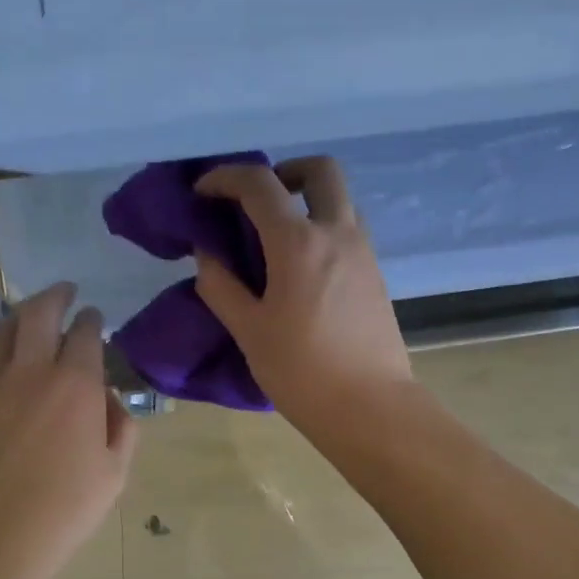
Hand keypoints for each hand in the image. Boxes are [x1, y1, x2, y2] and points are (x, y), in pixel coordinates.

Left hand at [0, 283, 137, 578]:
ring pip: (2, 332)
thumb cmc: (62, 512)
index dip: (91, 319)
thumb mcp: (113, 474)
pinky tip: (4, 377)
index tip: (94, 317)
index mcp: (74, 385)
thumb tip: (110, 400)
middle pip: (38, 312)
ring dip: (21, 319)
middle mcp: (29, 372)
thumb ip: (121, 427)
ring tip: (31, 321)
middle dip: (55, 296)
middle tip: (64, 293)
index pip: (85, 332)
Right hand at [193, 156, 413, 431]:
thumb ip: (221, 286)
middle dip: (284, 172)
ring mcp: (363, 252)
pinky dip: (322, 227)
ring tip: (275, 238)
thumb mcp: (249, 331)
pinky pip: (348, 229)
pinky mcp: (375, 274)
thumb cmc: (302, 371)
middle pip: (320, 170)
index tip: (203, 191)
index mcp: (299, 242)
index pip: (259, 184)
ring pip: (339, 199)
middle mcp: (337, 233)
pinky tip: (300, 268)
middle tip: (256, 201)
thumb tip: (208, 255)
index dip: (224, 177)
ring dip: (307, 200)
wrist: (371, 408)